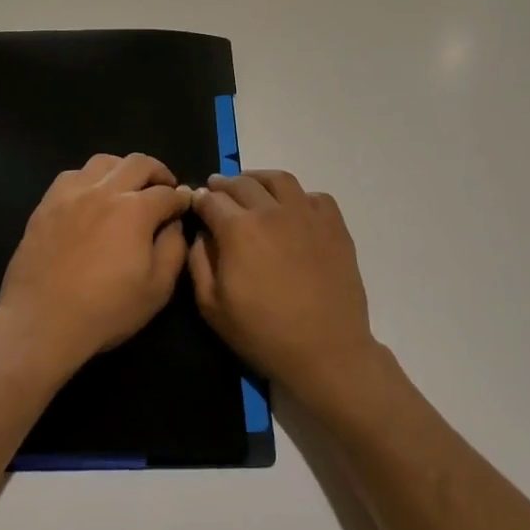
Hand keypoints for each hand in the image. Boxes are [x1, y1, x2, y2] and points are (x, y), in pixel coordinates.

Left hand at [0, 154, 191, 374]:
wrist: (42, 321)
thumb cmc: (106, 309)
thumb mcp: (157, 288)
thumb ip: (174, 248)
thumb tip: (175, 223)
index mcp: (135, 210)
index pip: (167, 193)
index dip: (181, 198)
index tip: (185, 205)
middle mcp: (104, 191)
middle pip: (138, 163)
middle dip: (158, 172)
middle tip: (164, 187)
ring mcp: (72, 194)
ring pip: (103, 161)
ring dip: (123, 168)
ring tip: (127, 187)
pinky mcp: (47, 204)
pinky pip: (72, 175)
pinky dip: (89, 178)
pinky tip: (90, 196)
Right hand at [189, 171, 380, 404]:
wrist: (326, 350)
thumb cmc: (263, 333)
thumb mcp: (212, 307)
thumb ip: (198, 262)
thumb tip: (201, 233)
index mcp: (238, 229)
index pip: (211, 200)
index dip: (200, 199)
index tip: (196, 202)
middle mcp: (271, 211)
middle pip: (242, 183)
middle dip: (224, 184)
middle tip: (217, 189)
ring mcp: (306, 214)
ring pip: (279, 180)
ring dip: (259, 179)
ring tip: (252, 186)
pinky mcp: (334, 225)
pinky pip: (315, 196)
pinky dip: (299, 196)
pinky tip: (293, 208)